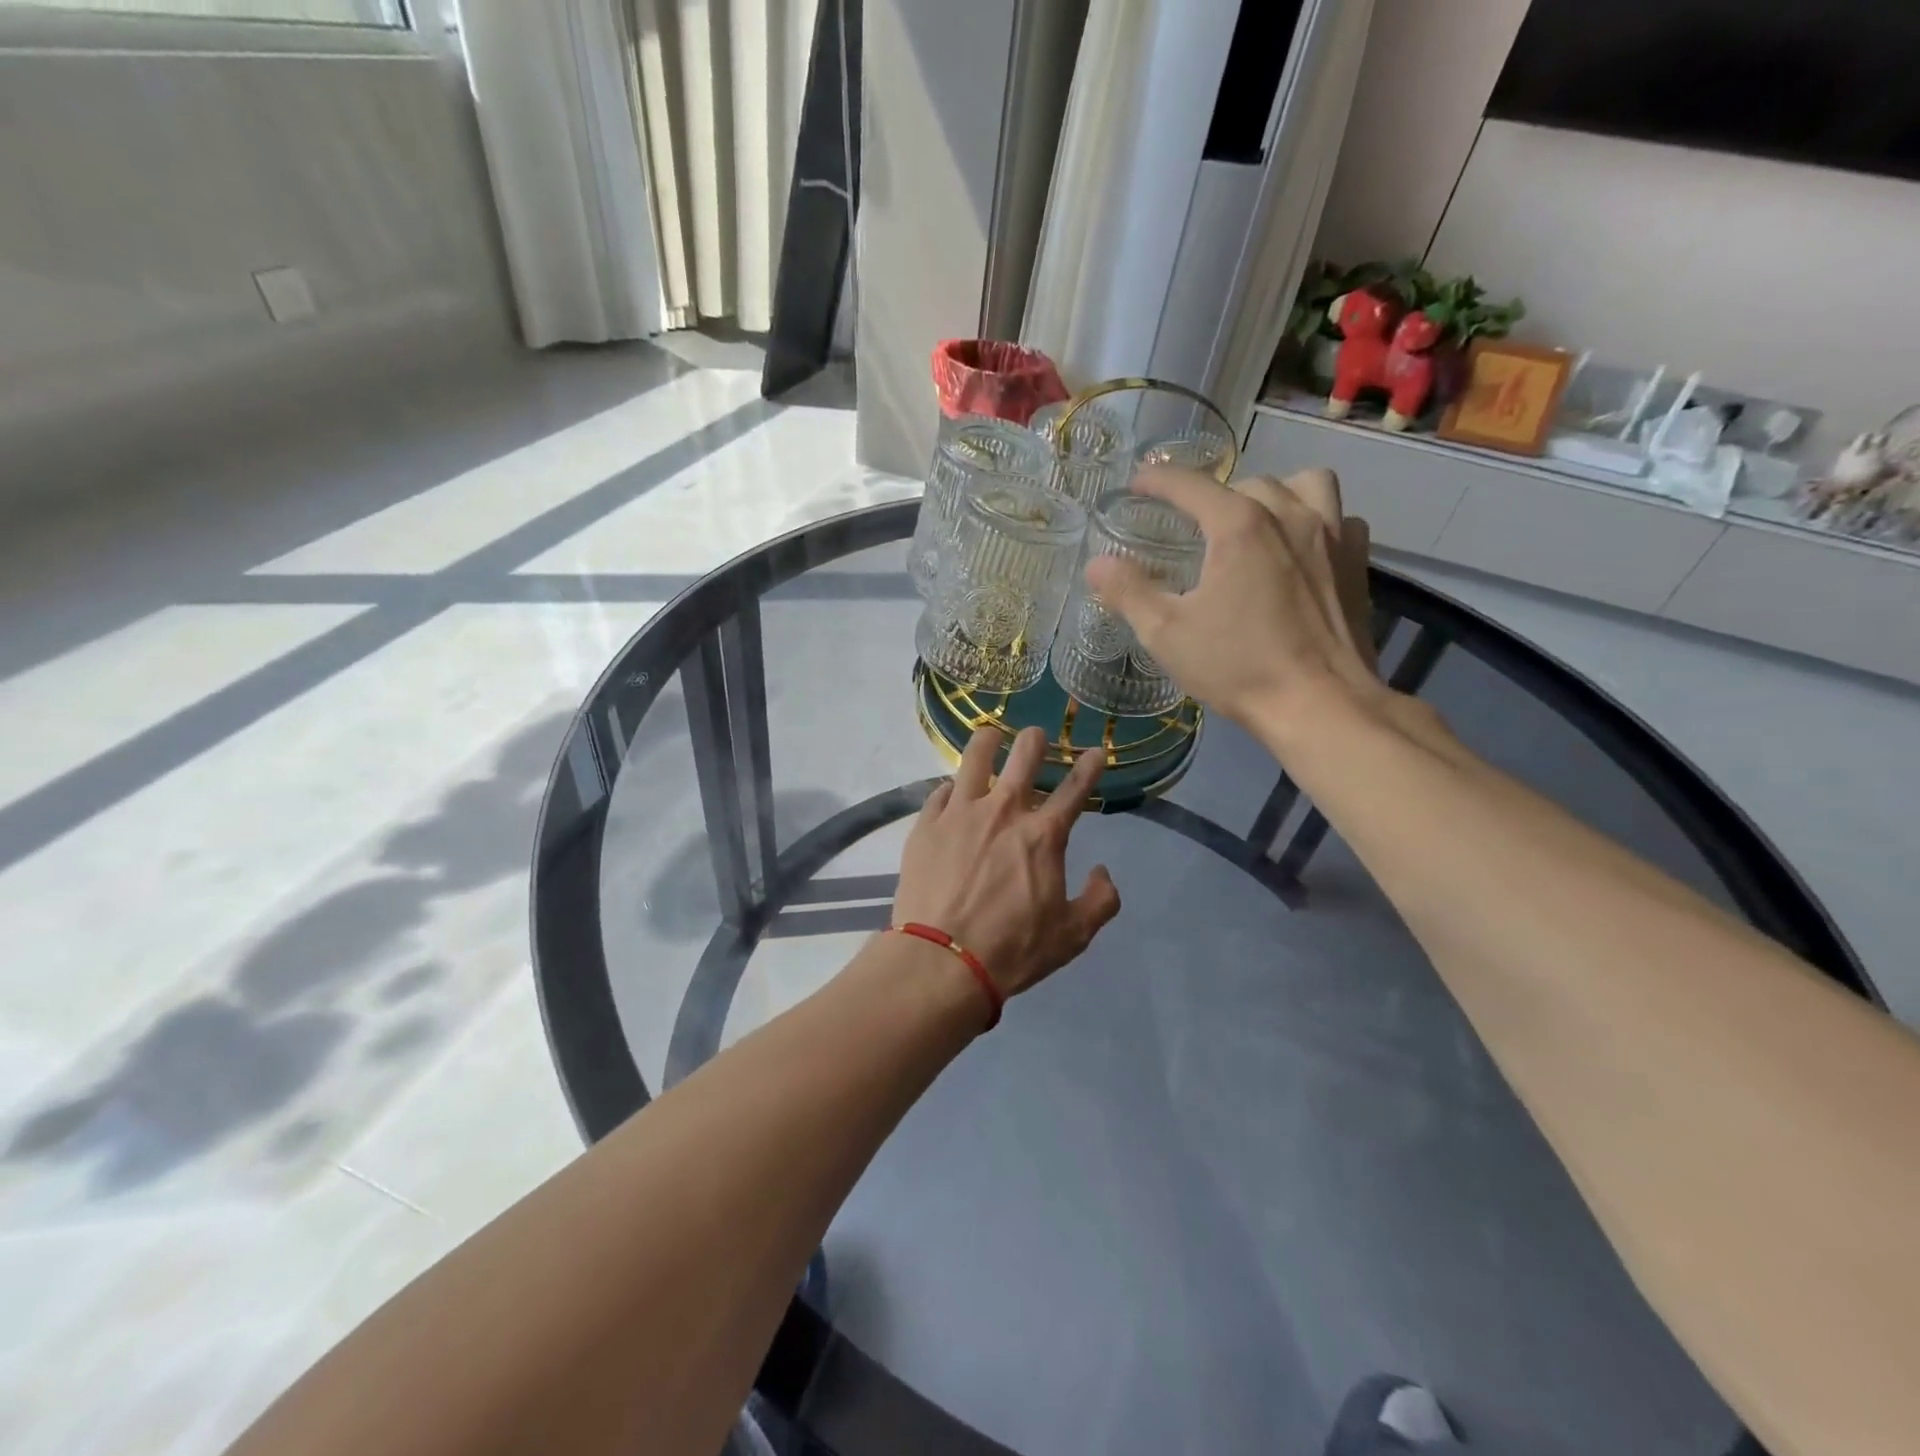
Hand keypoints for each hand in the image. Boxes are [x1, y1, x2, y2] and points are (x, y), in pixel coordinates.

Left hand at [894, 726, 1120, 997]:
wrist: (941, 960)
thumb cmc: (1012, 949)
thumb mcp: (1072, 936)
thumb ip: (1099, 901)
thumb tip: (1103, 872)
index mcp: (1043, 835)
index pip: (1075, 788)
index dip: (1089, 765)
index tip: (1096, 751)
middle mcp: (1003, 811)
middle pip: (1024, 755)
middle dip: (1036, 740)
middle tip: (1037, 737)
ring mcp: (960, 813)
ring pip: (975, 757)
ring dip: (988, 742)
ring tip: (991, 736)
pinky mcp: (927, 824)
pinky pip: (939, 790)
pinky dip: (952, 787)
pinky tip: (952, 791)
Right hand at [1084, 467, 1381, 732]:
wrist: (1320, 704)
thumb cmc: (1238, 667)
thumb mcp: (1167, 634)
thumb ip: (1129, 592)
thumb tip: (1097, 564)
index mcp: (1238, 526)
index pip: (1190, 485)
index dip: (1158, 480)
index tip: (1137, 484)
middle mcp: (1289, 514)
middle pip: (1245, 484)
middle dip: (1214, 497)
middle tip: (1193, 528)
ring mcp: (1332, 535)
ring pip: (1303, 484)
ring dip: (1274, 495)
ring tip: (1255, 525)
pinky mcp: (1357, 562)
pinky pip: (1339, 518)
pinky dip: (1316, 522)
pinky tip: (1301, 550)